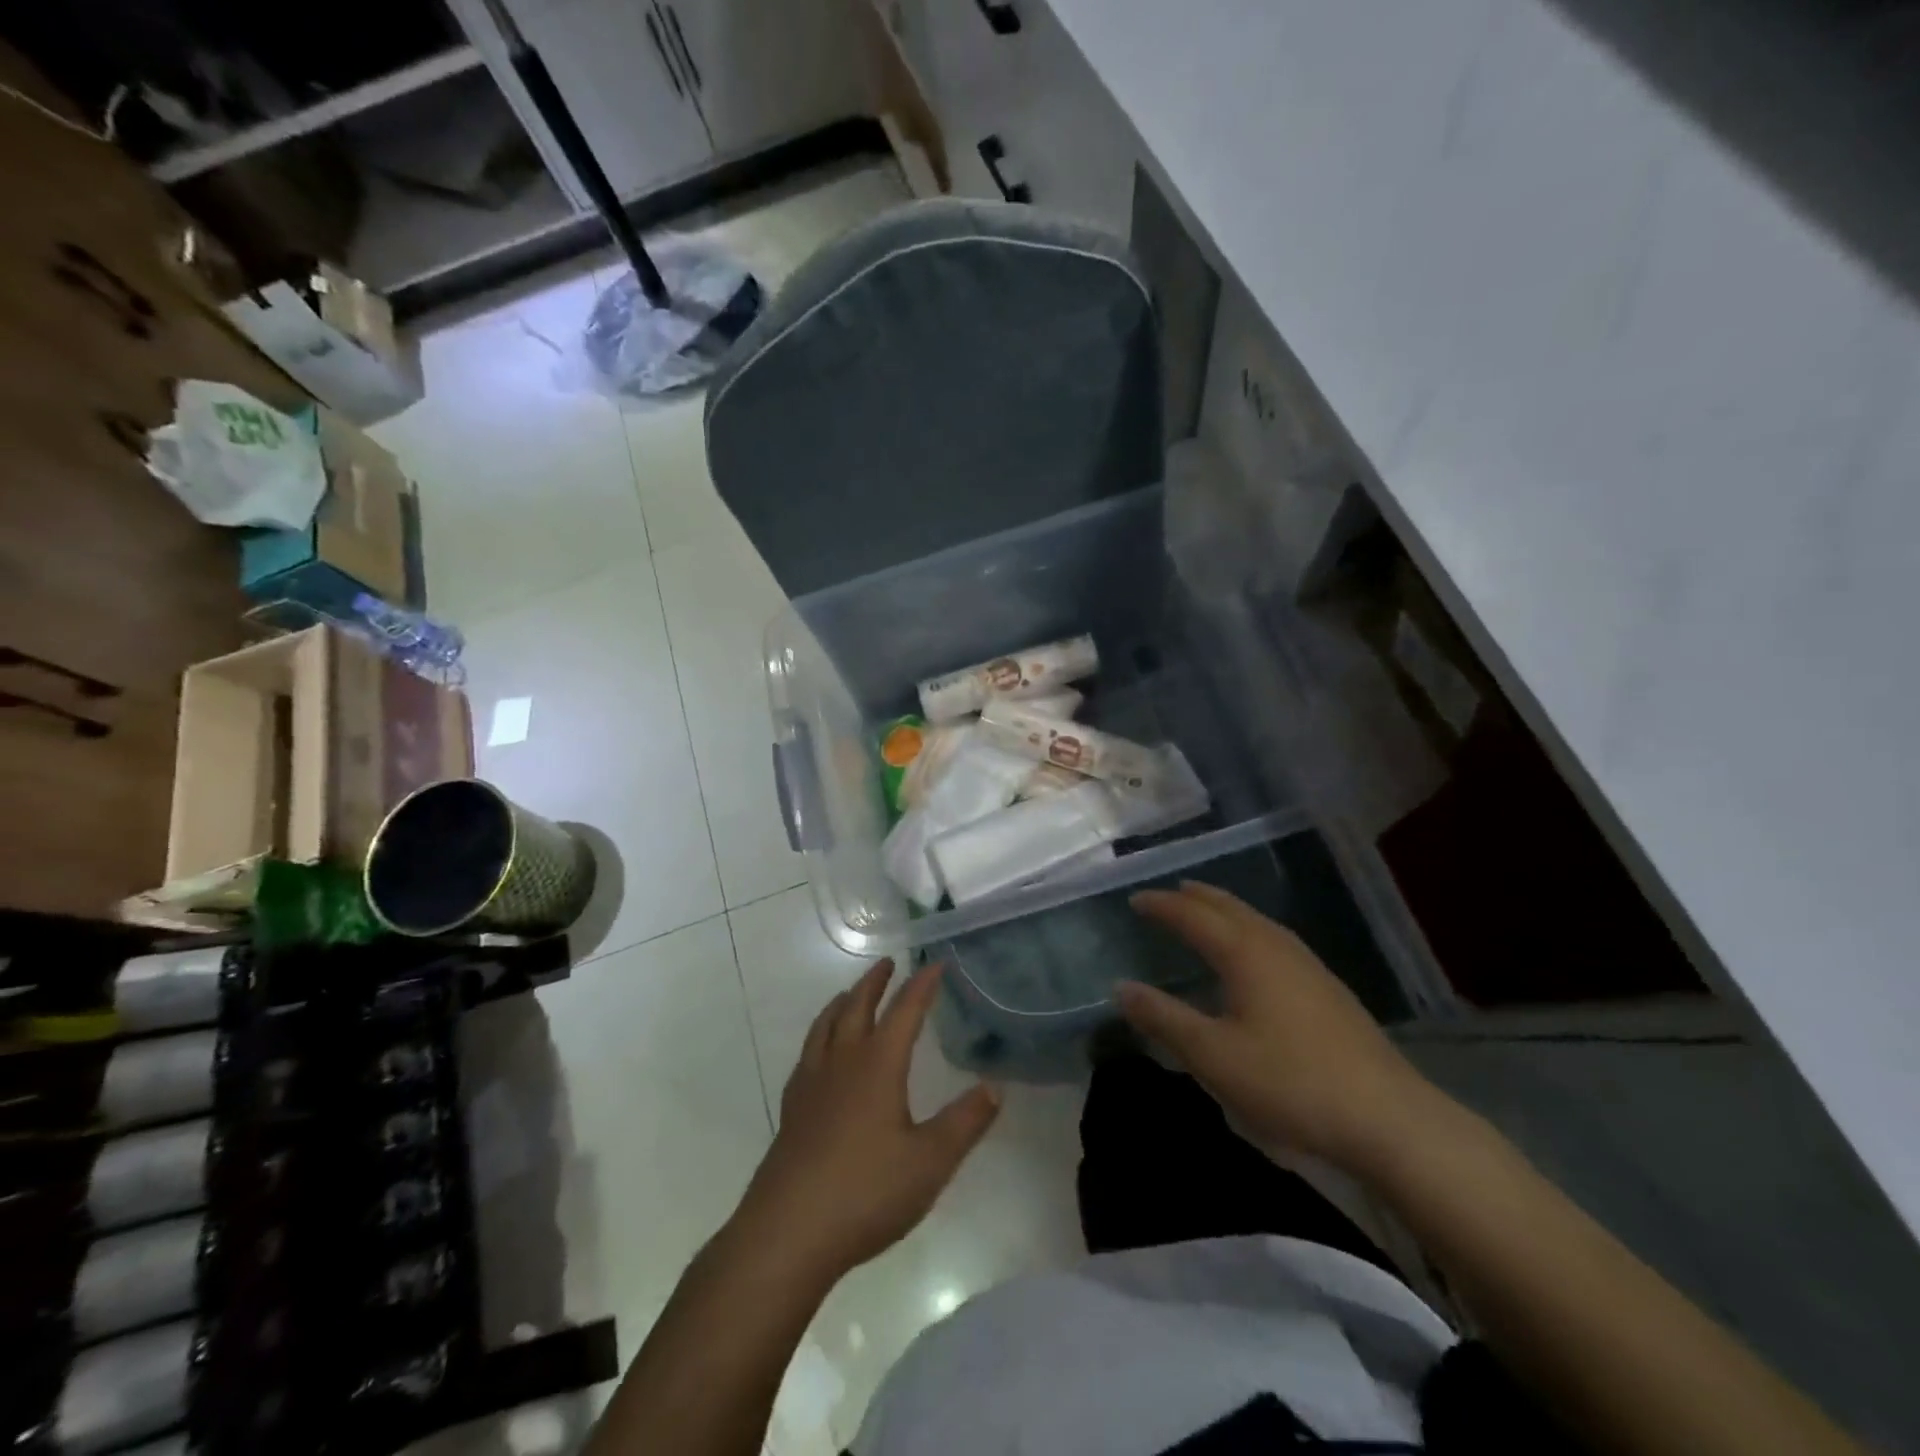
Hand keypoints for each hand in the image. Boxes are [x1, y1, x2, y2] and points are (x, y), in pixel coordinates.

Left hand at [735, 960, 1000, 1281]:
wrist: (787, 1232)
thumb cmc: (865, 1192)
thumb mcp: (930, 1161)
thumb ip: (965, 1122)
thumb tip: (995, 1087)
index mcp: (877, 1065)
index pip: (904, 1011)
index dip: (921, 985)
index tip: (936, 964)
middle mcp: (842, 1063)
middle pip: (857, 1007)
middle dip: (875, 983)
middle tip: (887, 964)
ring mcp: (811, 1085)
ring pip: (825, 1026)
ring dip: (842, 1003)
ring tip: (849, 994)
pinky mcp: (792, 1110)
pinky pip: (808, 1054)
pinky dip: (819, 1036)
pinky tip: (821, 1054)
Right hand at [1120, 882, 1437, 1170]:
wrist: (1388, 1118)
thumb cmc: (1290, 1082)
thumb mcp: (1213, 1056)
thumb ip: (1165, 1019)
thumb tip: (1122, 988)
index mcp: (1245, 953)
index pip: (1193, 915)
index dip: (1162, 905)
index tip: (1135, 900)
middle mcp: (1276, 946)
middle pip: (1229, 907)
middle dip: (1195, 897)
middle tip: (1168, 894)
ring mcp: (1307, 965)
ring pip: (1256, 921)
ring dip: (1224, 910)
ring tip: (1205, 912)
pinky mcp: (1327, 989)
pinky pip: (1274, 939)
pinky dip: (1247, 930)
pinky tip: (1254, 955)